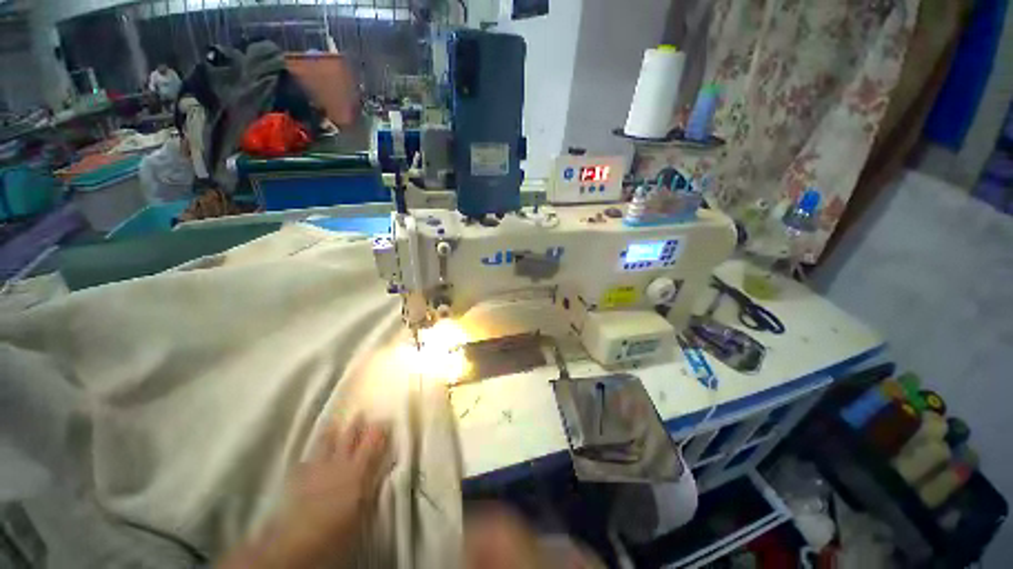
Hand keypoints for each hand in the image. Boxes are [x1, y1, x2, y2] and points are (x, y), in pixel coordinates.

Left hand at [219, 418, 389, 568]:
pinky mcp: (298, 480)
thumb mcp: (364, 509)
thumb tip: (382, 469)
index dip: (379, 430)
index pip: (371, 443)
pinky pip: (304, 463)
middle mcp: (337, 464)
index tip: (385, 420)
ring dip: (330, 433)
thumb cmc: (339, 528)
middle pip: (348, 438)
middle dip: (356, 425)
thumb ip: (371, 485)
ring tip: (334, 422)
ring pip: (324, 444)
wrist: (299, 541)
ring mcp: (316, 469)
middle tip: (361, 412)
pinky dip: (308, 458)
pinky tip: (307, 458)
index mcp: (357, 470)